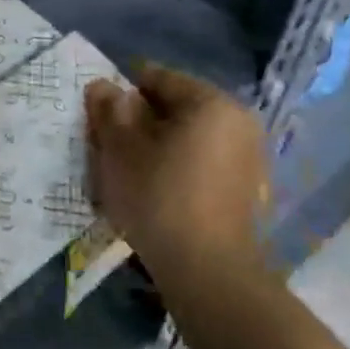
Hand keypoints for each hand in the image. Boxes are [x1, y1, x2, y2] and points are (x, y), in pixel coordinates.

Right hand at [84, 63, 272, 287]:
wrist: (206, 270)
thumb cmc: (158, 197)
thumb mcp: (120, 150)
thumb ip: (110, 111)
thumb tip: (104, 86)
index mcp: (211, 102)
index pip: (158, 78)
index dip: (123, 93)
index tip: (100, 118)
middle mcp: (239, 121)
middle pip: (177, 108)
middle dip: (142, 122)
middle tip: (111, 148)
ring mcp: (249, 157)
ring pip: (190, 137)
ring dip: (159, 146)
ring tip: (131, 173)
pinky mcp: (248, 189)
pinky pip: (204, 163)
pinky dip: (178, 167)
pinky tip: (158, 192)